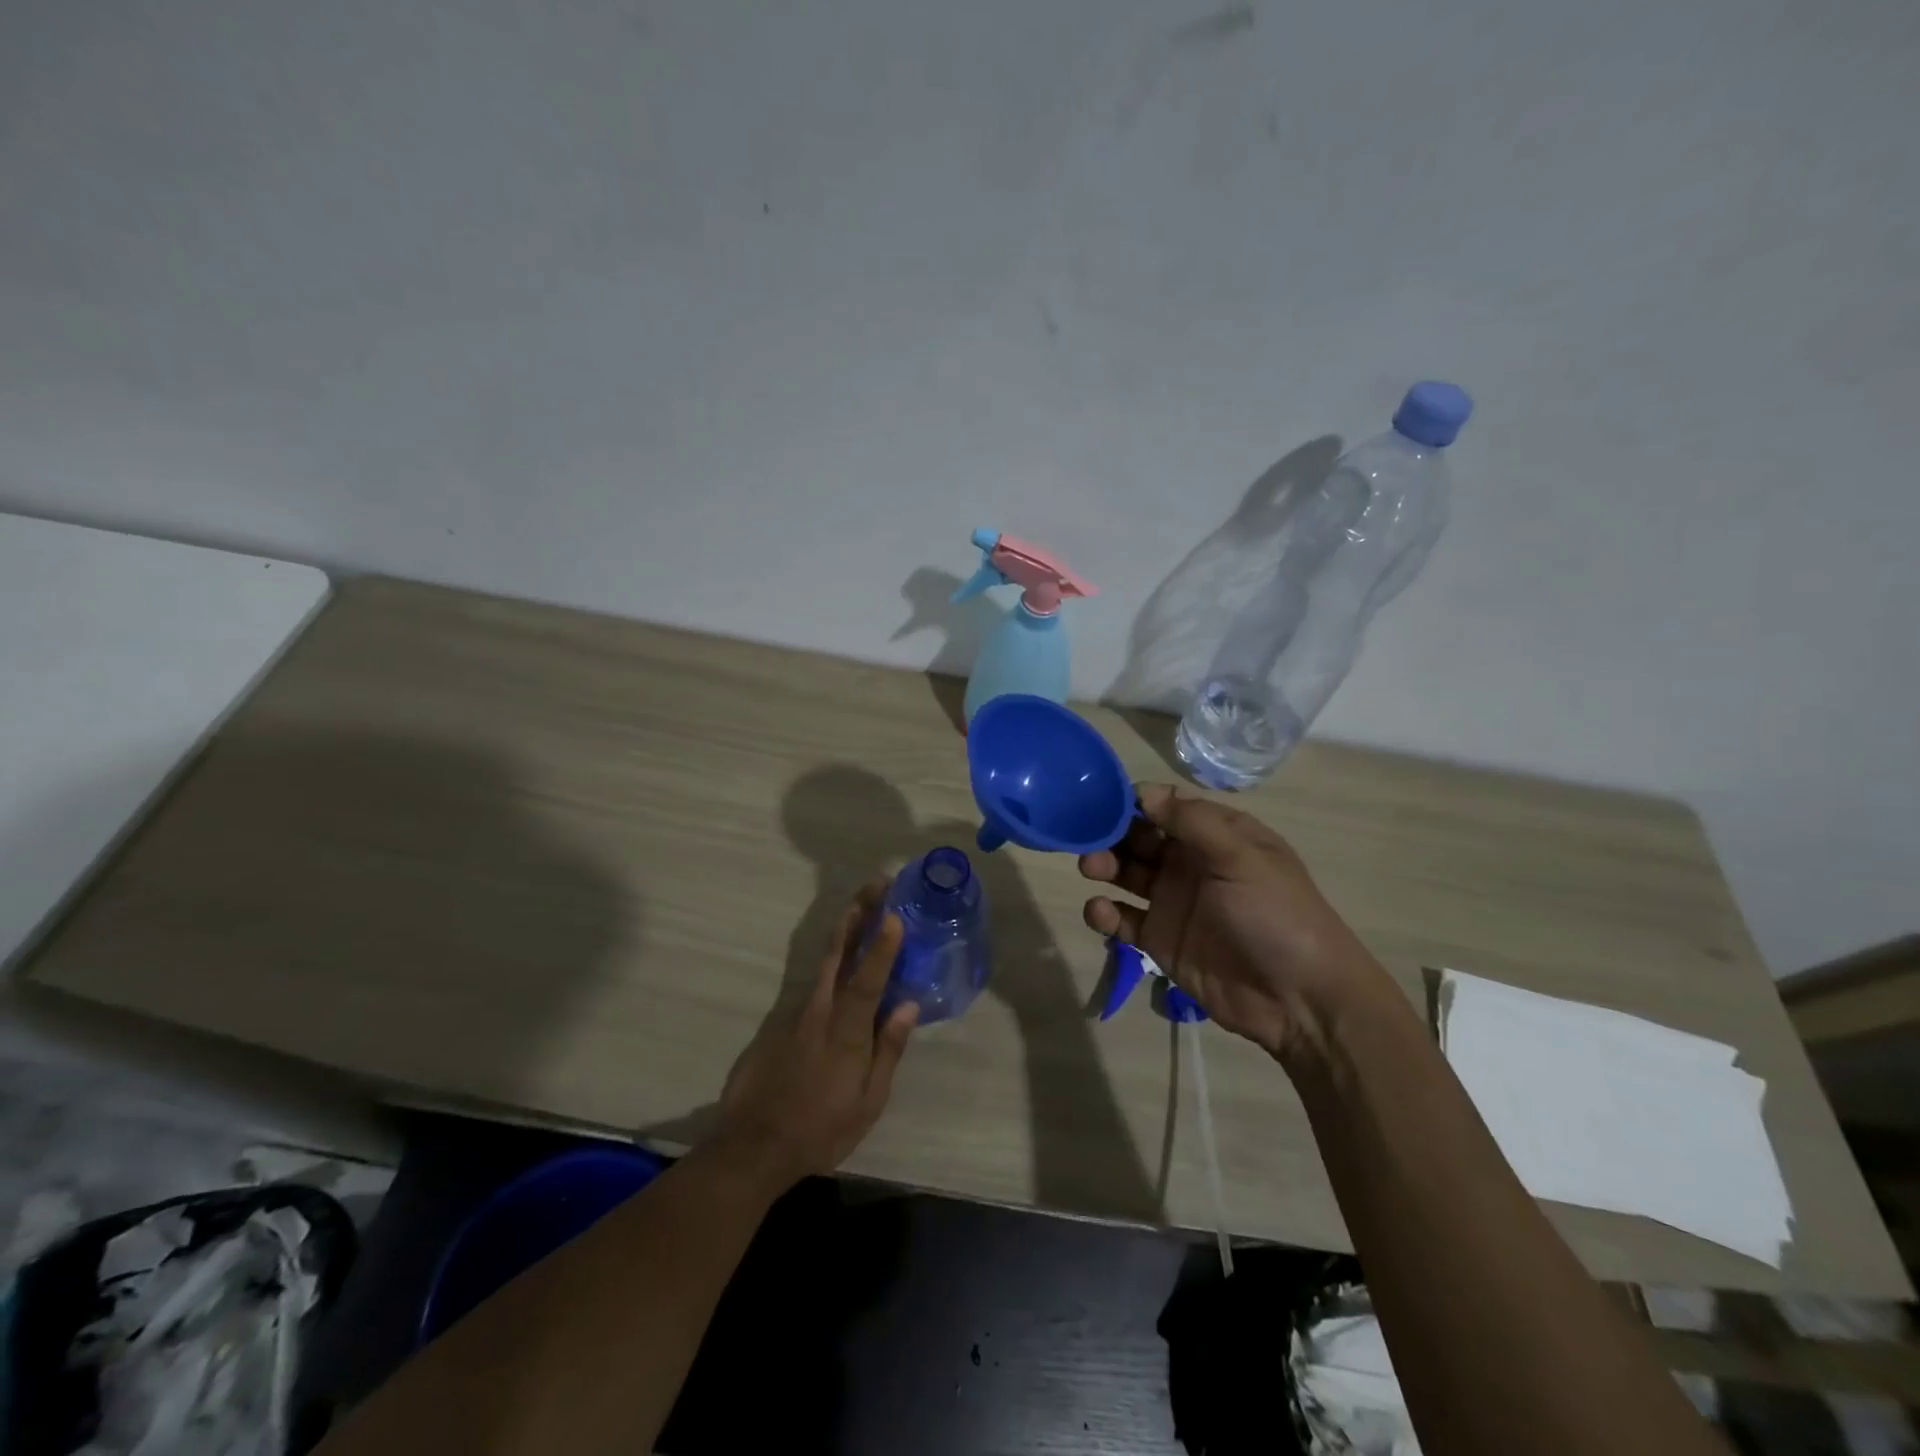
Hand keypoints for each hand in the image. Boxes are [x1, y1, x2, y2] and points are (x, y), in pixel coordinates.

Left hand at [712, 881, 917, 1187]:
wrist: (751, 1148)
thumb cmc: (820, 1130)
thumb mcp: (868, 1102)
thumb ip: (888, 1049)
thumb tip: (907, 1005)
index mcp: (847, 1031)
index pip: (868, 978)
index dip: (882, 946)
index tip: (895, 913)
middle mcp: (819, 1011)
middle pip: (838, 952)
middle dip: (859, 913)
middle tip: (876, 884)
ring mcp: (793, 1014)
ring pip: (822, 964)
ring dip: (844, 932)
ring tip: (862, 909)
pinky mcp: (776, 1023)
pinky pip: (809, 987)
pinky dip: (828, 968)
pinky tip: (839, 966)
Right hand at [1080, 783, 1384, 1060]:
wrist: (1300, 1000)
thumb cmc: (1276, 915)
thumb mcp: (1242, 857)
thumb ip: (1192, 822)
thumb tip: (1143, 793)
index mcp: (1218, 836)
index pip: (1168, 806)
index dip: (1135, 801)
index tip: (1103, 801)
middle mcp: (1192, 863)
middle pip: (1140, 838)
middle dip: (1112, 833)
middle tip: (1088, 837)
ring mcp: (1174, 902)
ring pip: (1127, 874)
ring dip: (1104, 866)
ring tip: (1091, 869)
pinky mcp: (1160, 941)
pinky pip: (1123, 919)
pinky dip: (1105, 913)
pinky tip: (1100, 911)